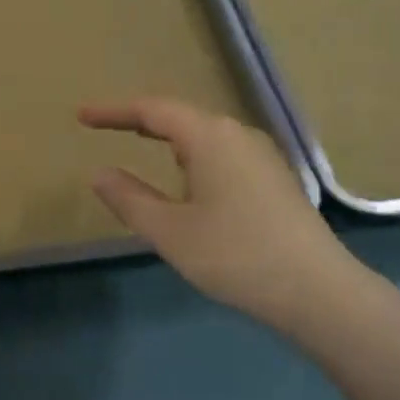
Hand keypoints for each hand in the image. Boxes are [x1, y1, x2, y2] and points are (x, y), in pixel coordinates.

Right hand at [79, 98, 362, 331]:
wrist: (318, 290)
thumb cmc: (236, 255)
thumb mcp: (171, 232)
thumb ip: (129, 198)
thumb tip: (99, 173)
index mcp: (210, 136)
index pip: (152, 110)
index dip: (113, 111)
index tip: (81, 116)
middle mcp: (237, 134)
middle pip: (180, 116)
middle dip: (141, 121)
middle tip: (107, 127)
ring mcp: (262, 154)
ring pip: (205, 135)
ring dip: (170, 138)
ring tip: (144, 148)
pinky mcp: (275, 177)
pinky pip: (223, 153)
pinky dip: (194, 156)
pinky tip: (191, 182)